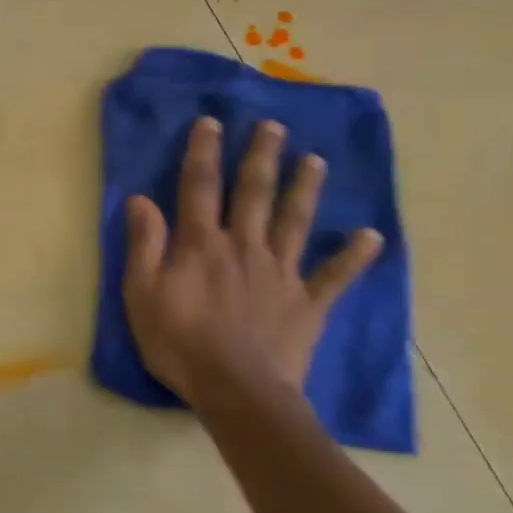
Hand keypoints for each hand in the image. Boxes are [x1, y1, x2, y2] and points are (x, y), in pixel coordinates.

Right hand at [123, 117, 381, 403]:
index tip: (212, 122)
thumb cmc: (179, 343)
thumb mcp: (142, 294)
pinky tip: (372, 235)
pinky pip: (334, 276)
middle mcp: (245, 246)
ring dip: (306, 189)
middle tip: (274, 126)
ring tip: (317, 160)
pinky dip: (354, 256)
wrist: (236, 390)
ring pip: (296, 222)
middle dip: (262, 157)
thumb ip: (144, 245)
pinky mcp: (308, 303)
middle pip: (255, 194)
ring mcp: (281, 273)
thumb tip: (140, 200)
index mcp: (202, 244)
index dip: (203, 153)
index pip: (200, 188)